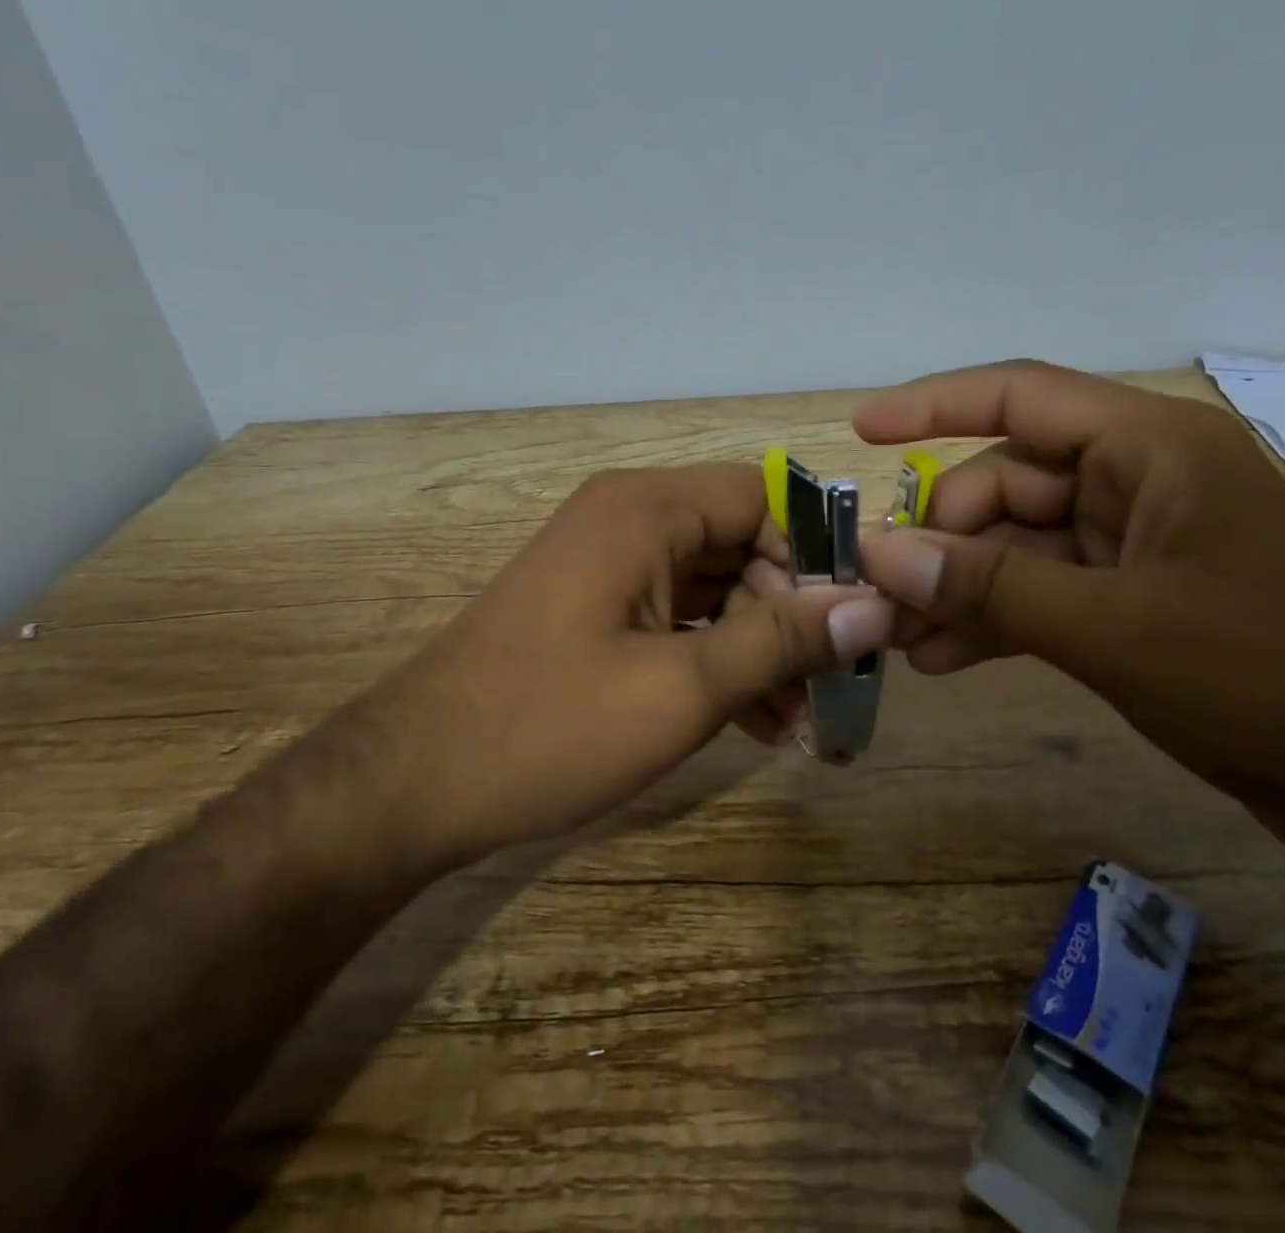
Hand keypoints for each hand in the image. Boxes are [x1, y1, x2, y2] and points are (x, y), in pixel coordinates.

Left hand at [362, 465, 893, 863]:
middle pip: (744, 545)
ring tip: (799, 720)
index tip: (859, 618)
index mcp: (647, 510)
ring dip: (761, 648)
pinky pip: (681, 618)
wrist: (410, 785)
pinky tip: (755, 723)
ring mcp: (612, 566)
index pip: (766, 498)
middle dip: (792, 615)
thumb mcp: (681, 689)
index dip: (819, 553)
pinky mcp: (600, 609)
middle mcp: (631, 520)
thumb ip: (781, 642)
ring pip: (717, 588)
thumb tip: (874, 607)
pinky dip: (719, 660)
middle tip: (834, 684)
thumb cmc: (547, 728)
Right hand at [855, 361, 1284, 868]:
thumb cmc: (1272, 676)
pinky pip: (1044, 592)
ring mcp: (1138, 544)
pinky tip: (944, 659)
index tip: (860, 431)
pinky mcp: (1138, 600)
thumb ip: (990, 586)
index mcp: (1149, 448)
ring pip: (1018, 545)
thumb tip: (881, 554)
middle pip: (1007, 482)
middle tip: (879, 595)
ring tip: (898, 638)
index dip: (932, 405)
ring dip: (959, 587)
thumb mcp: (1113, 628)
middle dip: (940, 537)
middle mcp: (1140, 481)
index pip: (1020, 397)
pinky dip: (996, 620)